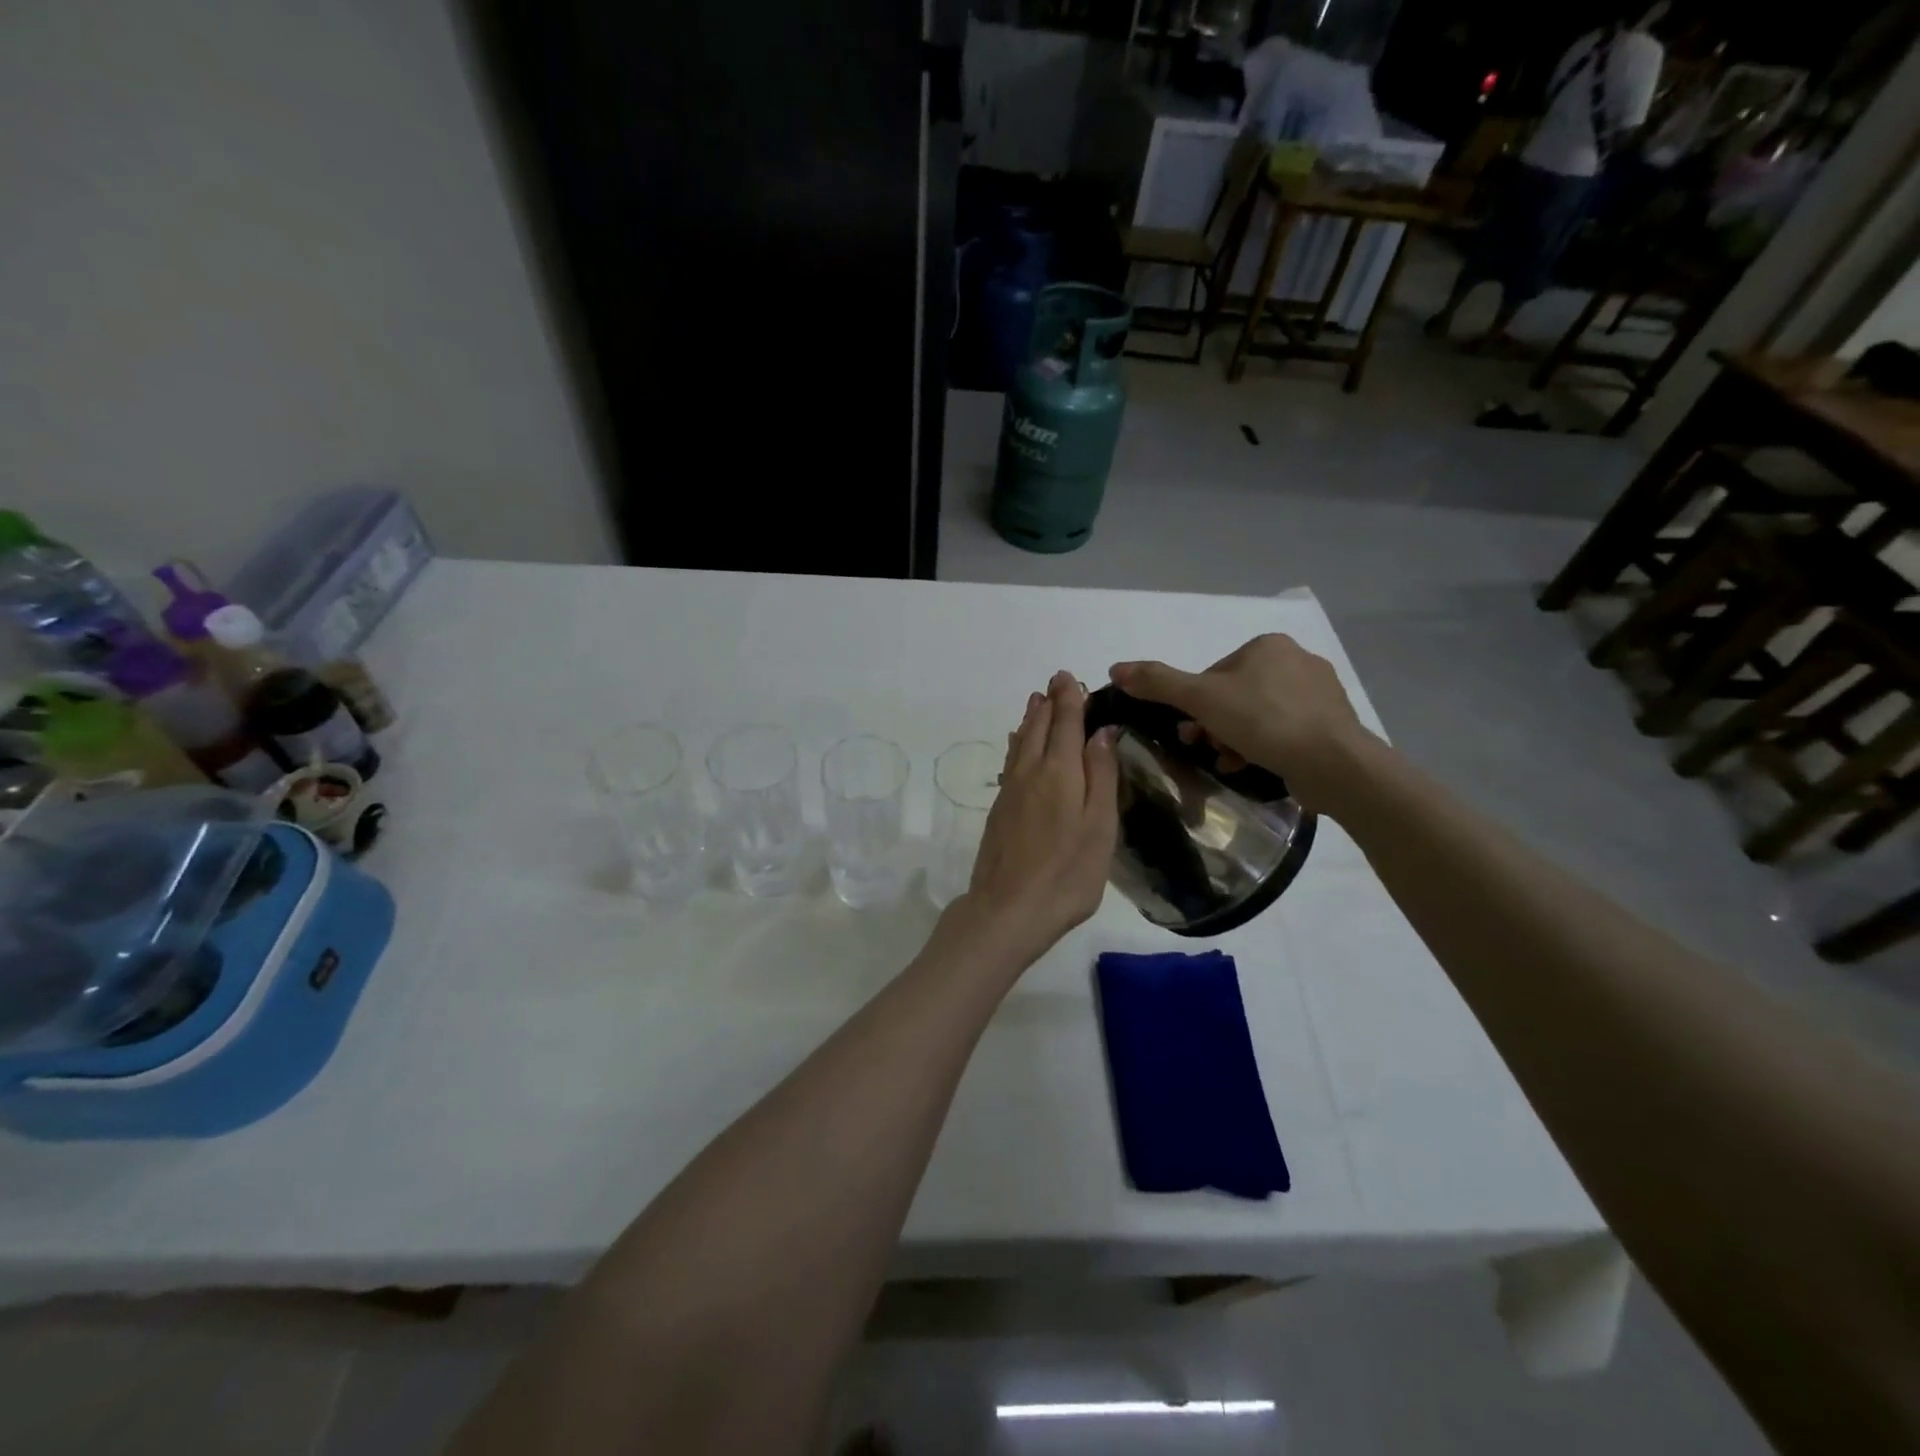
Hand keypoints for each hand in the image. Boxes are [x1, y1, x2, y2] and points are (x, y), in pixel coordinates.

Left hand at [949, 670, 1118, 966]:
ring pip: (1021, 742)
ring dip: (1031, 719)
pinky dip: (1018, 744)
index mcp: (1059, 772)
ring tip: (1036, 701)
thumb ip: (1101, 776)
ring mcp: (1010, 791)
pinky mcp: (1000, 810)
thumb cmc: (1067, 874)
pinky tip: (1017, 745)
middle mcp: (1030, 772)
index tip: (1069, 677)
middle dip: (1049, 703)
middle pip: (1039, 727)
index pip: (1065, 723)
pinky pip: (1011, 761)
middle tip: (1055, 682)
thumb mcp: (1099, 826)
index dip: (1069, 699)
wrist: (1007, 910)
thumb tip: (1101, 731)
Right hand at [1109, 634, 1372, 813]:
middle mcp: (1297, 659)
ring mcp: (1319, 692)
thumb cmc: (1264, 721)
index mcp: (1267, 645)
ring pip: (1258, 715)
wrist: (1334, 763)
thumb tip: (1115, 668)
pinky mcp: (1332, 723)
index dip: (1195, 704)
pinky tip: (1256, 765)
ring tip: (1231, 761)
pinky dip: (1264, 746)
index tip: (1190, 730)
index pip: (1213, 674)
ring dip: (1235, 738)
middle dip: (1215, 724)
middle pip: (1234, 695)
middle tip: (1206, 747)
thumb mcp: (1201, 699)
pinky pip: (1285, 731)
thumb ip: (1158, 682)